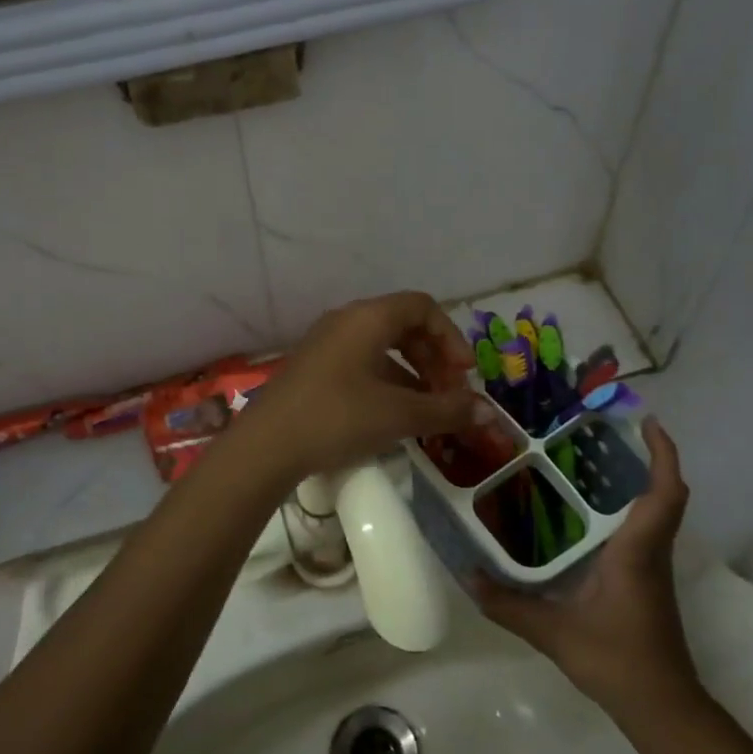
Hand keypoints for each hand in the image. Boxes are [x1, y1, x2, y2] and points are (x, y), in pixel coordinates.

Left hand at [239, 291, 479, 481]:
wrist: (266, 446)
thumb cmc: (337, 417)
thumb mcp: (398, 415)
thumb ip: (446, 411)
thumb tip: (487, 414)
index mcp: (368, 318)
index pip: (423, 307)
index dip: (451, 337)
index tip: (463, 374)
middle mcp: (346, 321)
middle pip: (404, 325)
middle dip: (434, 358)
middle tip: (449, 394)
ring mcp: (326, 345)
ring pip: (383, 348)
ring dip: (413, 375)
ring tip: (428, 411)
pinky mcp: (314, 370)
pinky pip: (362, 365)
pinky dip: (387, 384)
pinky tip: (395, 418)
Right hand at [473, 418, 701, 713]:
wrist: (661, 706)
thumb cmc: (616, 660)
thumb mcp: (554, 633)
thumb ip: (509, 605)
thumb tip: (468, 576)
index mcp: (636, 552)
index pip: (664, 493)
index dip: (663, 454)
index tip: (648, 421)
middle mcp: (651, 551)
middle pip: (664, 494)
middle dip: (647, 457)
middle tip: (607, 432)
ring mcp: (653, 567)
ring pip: (657, 511)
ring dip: (638, 481)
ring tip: (594, 460)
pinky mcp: (648, 580)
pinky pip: (646, 529)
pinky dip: (630, 508)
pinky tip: (591, 512)